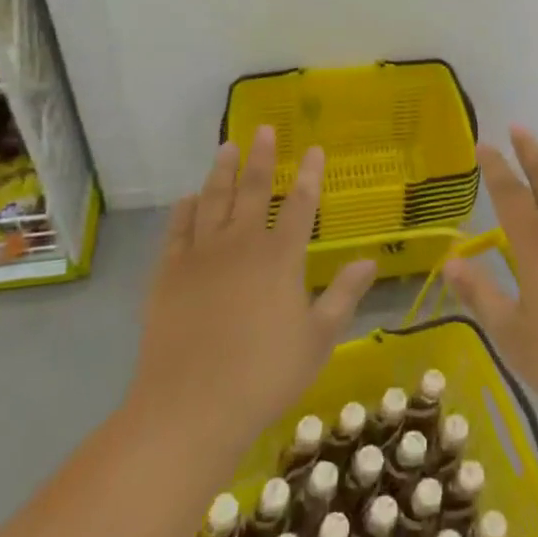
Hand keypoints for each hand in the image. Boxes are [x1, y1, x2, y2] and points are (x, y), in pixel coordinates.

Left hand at [132, 126, 374, 451]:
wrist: (191, 407)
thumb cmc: (265, 376)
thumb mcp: (318, 340)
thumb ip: (344, 295)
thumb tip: (369, 260)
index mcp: (280, 258)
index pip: (301, 204)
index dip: (310, 174)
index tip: (315, 149)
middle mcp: (241, 244)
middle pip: (254, 190)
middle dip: (262, 157)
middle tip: (264, 129)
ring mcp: (201, 256)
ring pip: (213, 200)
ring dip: (222, 171)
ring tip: (227, 147)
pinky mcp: (168, 273)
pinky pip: (177, 230)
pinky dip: (184, 210)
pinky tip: (188, 198)